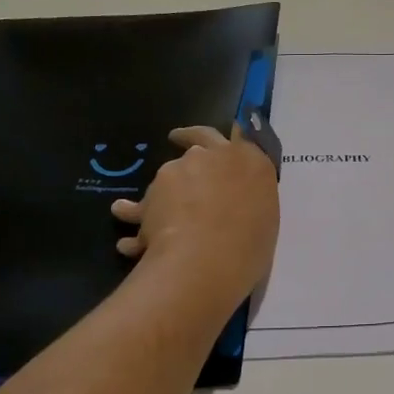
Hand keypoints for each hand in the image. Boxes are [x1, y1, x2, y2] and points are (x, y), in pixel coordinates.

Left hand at [110, 125, 279, 309]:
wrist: (210, 257)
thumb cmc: (250, 244)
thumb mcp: (265, 218)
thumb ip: (248, 201)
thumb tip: (232, 206)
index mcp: (250, 160)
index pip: (236, 136)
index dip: (225, 141)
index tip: (213, 139)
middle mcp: (214, 156)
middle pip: (195, 145)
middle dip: (184, 142)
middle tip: (178, 150)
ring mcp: (180, 170)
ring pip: (166, 180)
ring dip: (161, 197)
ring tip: (154, 226)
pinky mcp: (151, 193)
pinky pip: (141, 208)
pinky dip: (135, 219)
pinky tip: (128, 243)